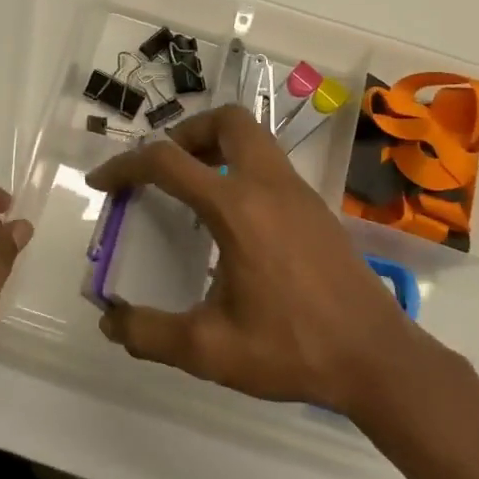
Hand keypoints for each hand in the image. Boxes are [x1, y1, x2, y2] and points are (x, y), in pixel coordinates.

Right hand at [85, 104, 442, 416]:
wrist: (377, 358)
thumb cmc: (293, 349)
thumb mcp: (210, 350)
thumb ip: (150, 334)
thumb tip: (110, 321)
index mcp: (237, 208)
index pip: (167, 162)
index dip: (125, 166)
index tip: (102, 182)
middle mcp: (268, 185)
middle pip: (226, 120)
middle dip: (186, 133)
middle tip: (165, 170)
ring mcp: (298, 192)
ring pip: (254, 137)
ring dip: (216, 146)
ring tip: (194, 189)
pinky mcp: (316, 207)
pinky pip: (270, 164)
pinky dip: (241, 168)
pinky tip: (234, 221)